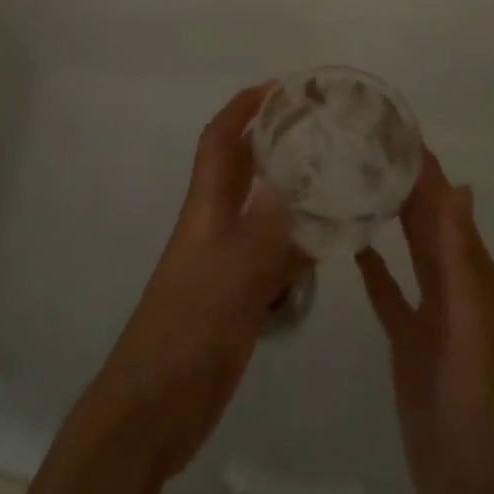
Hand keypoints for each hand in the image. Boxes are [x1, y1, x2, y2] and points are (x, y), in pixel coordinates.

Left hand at [85, 84, 308, 477]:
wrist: (156, 406)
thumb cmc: (189, 327)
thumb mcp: (236, 271)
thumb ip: (269, 226)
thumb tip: (297, 177)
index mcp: (207, 207)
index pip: (220, 140)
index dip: (243, 108)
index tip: (279, 88)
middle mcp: (216, 224)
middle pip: (243, 168)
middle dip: (273, 140)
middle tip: (319, 127)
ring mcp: (227, 261)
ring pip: (263, 212)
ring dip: (292, 192)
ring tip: (337, 176)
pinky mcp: (239, 295)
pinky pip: (275, 255)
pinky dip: (300, 243)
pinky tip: (331, 243)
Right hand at [359, 151, 493, 493]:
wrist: (472, 490)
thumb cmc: (476, 401)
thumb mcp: (472, 323)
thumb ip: (461, 256)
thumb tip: (459, 184)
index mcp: (476, 273)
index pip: (446, 205)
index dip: (424, 167)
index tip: (391, 126)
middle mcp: (456, 283)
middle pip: (426, 220)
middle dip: (402, 180)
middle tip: (360, 141)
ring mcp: (432, 313)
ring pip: (408, 249)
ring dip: (389, 214)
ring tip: (352, 177)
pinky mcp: (408, 340)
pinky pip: (390, 291)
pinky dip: (375, 265)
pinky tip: (350, 242)